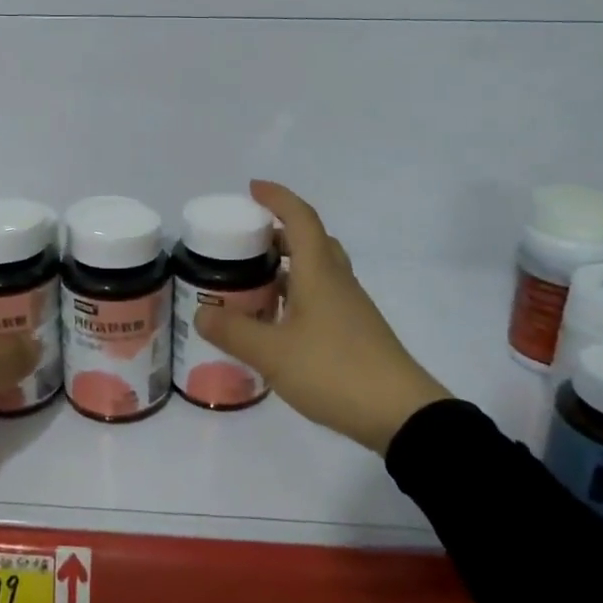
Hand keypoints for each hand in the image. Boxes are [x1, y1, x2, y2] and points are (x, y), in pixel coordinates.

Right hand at [194, 181, 450, 454]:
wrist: (401, 414)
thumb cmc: (334, 370)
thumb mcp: (273, 354)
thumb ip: (234, 332)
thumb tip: (201, 312)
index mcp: (319, 272)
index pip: (300, 219)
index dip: (277, 198)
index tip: (252, 189)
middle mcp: (337, 281)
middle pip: (311, 240)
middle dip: (279, 232)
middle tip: (246, 242)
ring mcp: (350, 307)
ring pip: (318, 270)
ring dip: (288, 265)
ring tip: (254, 280)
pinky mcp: (355, 331)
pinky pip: (322, 296)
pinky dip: (297, 294)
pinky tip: (278, 320)